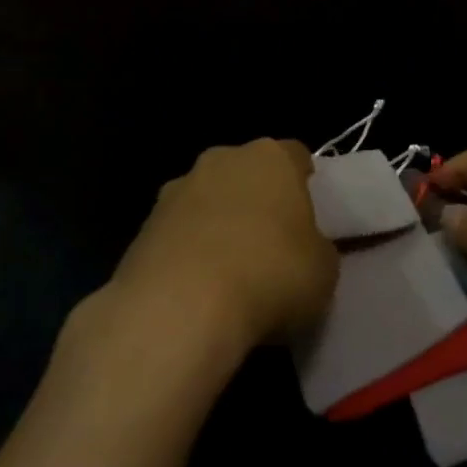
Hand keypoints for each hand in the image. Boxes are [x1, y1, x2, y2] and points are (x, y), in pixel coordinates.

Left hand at [107, 139, 337, 356]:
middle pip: (246, 173)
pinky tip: (197, 294)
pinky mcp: (141, 229)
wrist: (179, 310)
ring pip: (207, 202)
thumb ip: (318, 248)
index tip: (310, 215)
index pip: (296, 156)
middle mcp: (221, 160)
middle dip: (257, 201)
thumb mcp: (324, 270)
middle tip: (273, 245)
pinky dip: (187, 256)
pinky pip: (177, 236)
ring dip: (218, 227)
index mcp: (272, 157)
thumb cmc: (270, 275)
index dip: (305, 184)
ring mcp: (175, 191)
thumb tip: (306, 250)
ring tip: (231, 277)